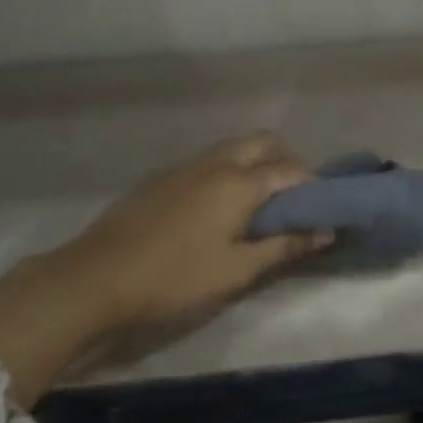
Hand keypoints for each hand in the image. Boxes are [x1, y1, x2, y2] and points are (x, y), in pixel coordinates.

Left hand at [0, 135, 330, 404]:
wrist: (95, 279)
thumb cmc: (175, 278)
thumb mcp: (237, 270)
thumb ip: (284, 246)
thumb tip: (326, 231)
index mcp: (238, 183)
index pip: (291, 171)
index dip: (314, 186)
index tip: (325, 208)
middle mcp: (214, 163)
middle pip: (262, 143)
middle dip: (286, 162)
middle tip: (292, 201)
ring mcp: (183, 167)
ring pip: (232, 149)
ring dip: (255, 165)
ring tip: (259, 206)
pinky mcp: (160, 180)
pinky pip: (207, 162)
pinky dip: (227, 172)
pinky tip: (218, 210)